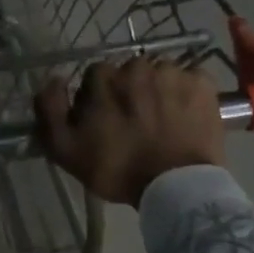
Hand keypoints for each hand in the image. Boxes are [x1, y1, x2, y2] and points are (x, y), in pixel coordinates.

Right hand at [36, 59, 224, 207]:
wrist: (177, 187)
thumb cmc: (118, 169)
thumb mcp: (66, 149)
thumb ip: (50, 109)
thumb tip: (52, 79)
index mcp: (104, 77)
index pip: (94, 78)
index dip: (96, 99)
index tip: (104, 123)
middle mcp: (138, 65)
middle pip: (129, 74)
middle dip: (129, 93)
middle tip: (134, 125)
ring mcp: (174, 72)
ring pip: (159, 76)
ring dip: (158, 92)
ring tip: (162, 123)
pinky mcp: (203, 84)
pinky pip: (190, 80)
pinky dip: (186, 94)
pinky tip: (184, 117)